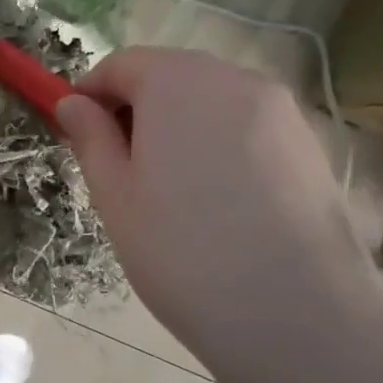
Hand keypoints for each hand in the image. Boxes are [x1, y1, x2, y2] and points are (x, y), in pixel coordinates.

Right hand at [54, 48, 374, 362]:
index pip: (121, 64)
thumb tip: (73, 103)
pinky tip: (215, 201)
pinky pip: (244, 125)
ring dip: (176, 126)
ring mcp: (281, 110)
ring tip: (168, 190)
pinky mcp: (309, 144)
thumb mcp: (115, 196)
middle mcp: (234, 79)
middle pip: (168, 75)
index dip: (90, 93)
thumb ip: (90, 138)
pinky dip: (216, 143)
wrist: (299, 318)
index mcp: (178, 83)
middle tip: (119, 168)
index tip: (76, 134)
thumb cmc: (183, 252)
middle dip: (134, 108)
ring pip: (208, 100)